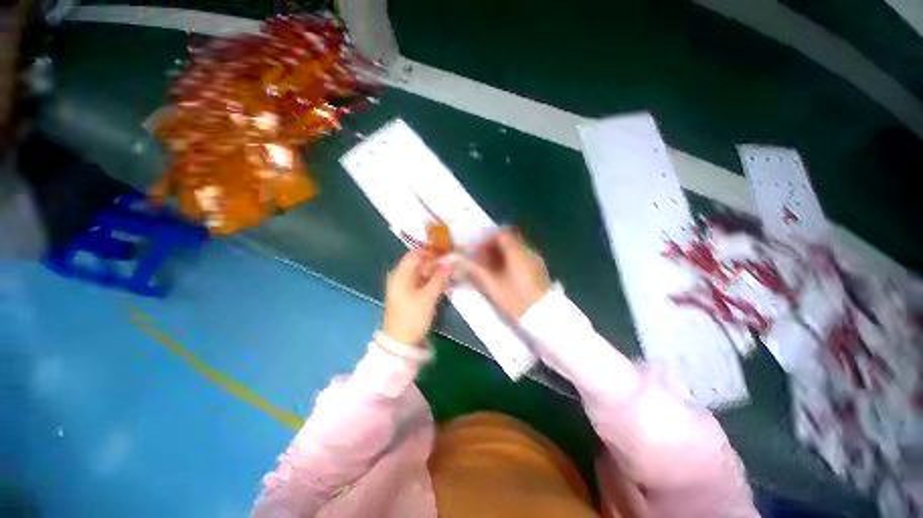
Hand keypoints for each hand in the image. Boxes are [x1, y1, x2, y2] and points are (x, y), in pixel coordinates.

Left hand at [382, 249, 453, 344]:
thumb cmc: (412, 317)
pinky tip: (448, 284)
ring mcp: (408, 286)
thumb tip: (451, 262)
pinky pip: (426, 282)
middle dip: (438, 263)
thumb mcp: (427, 297)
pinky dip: (436, 282)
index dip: (432, 251)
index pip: (417, 253)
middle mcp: (403, 276)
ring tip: (455, 273)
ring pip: (425, 273)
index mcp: (401, 274)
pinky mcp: (413, 294)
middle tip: (455, 264)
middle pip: (422, 263)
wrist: (401, 342)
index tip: (449, 253)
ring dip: (439, 273)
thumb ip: (440, 278)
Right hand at [467, 228, 551, 318]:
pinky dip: (510, 261)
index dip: (486, 240)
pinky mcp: (538, 269)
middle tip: (481, 260)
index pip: (501, 233)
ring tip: (491, 269)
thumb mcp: (491, 283)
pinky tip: (504, 275)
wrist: (542, 314)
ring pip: (515, 249)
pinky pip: (522, 257)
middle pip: (508, 240)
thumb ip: (474, 267)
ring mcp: (535, 259)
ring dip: (501, 254)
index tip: (477, 251)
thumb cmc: (515, 297)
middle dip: (492, 247)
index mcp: (516, 250)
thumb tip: (455, 258)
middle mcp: (528, 250)